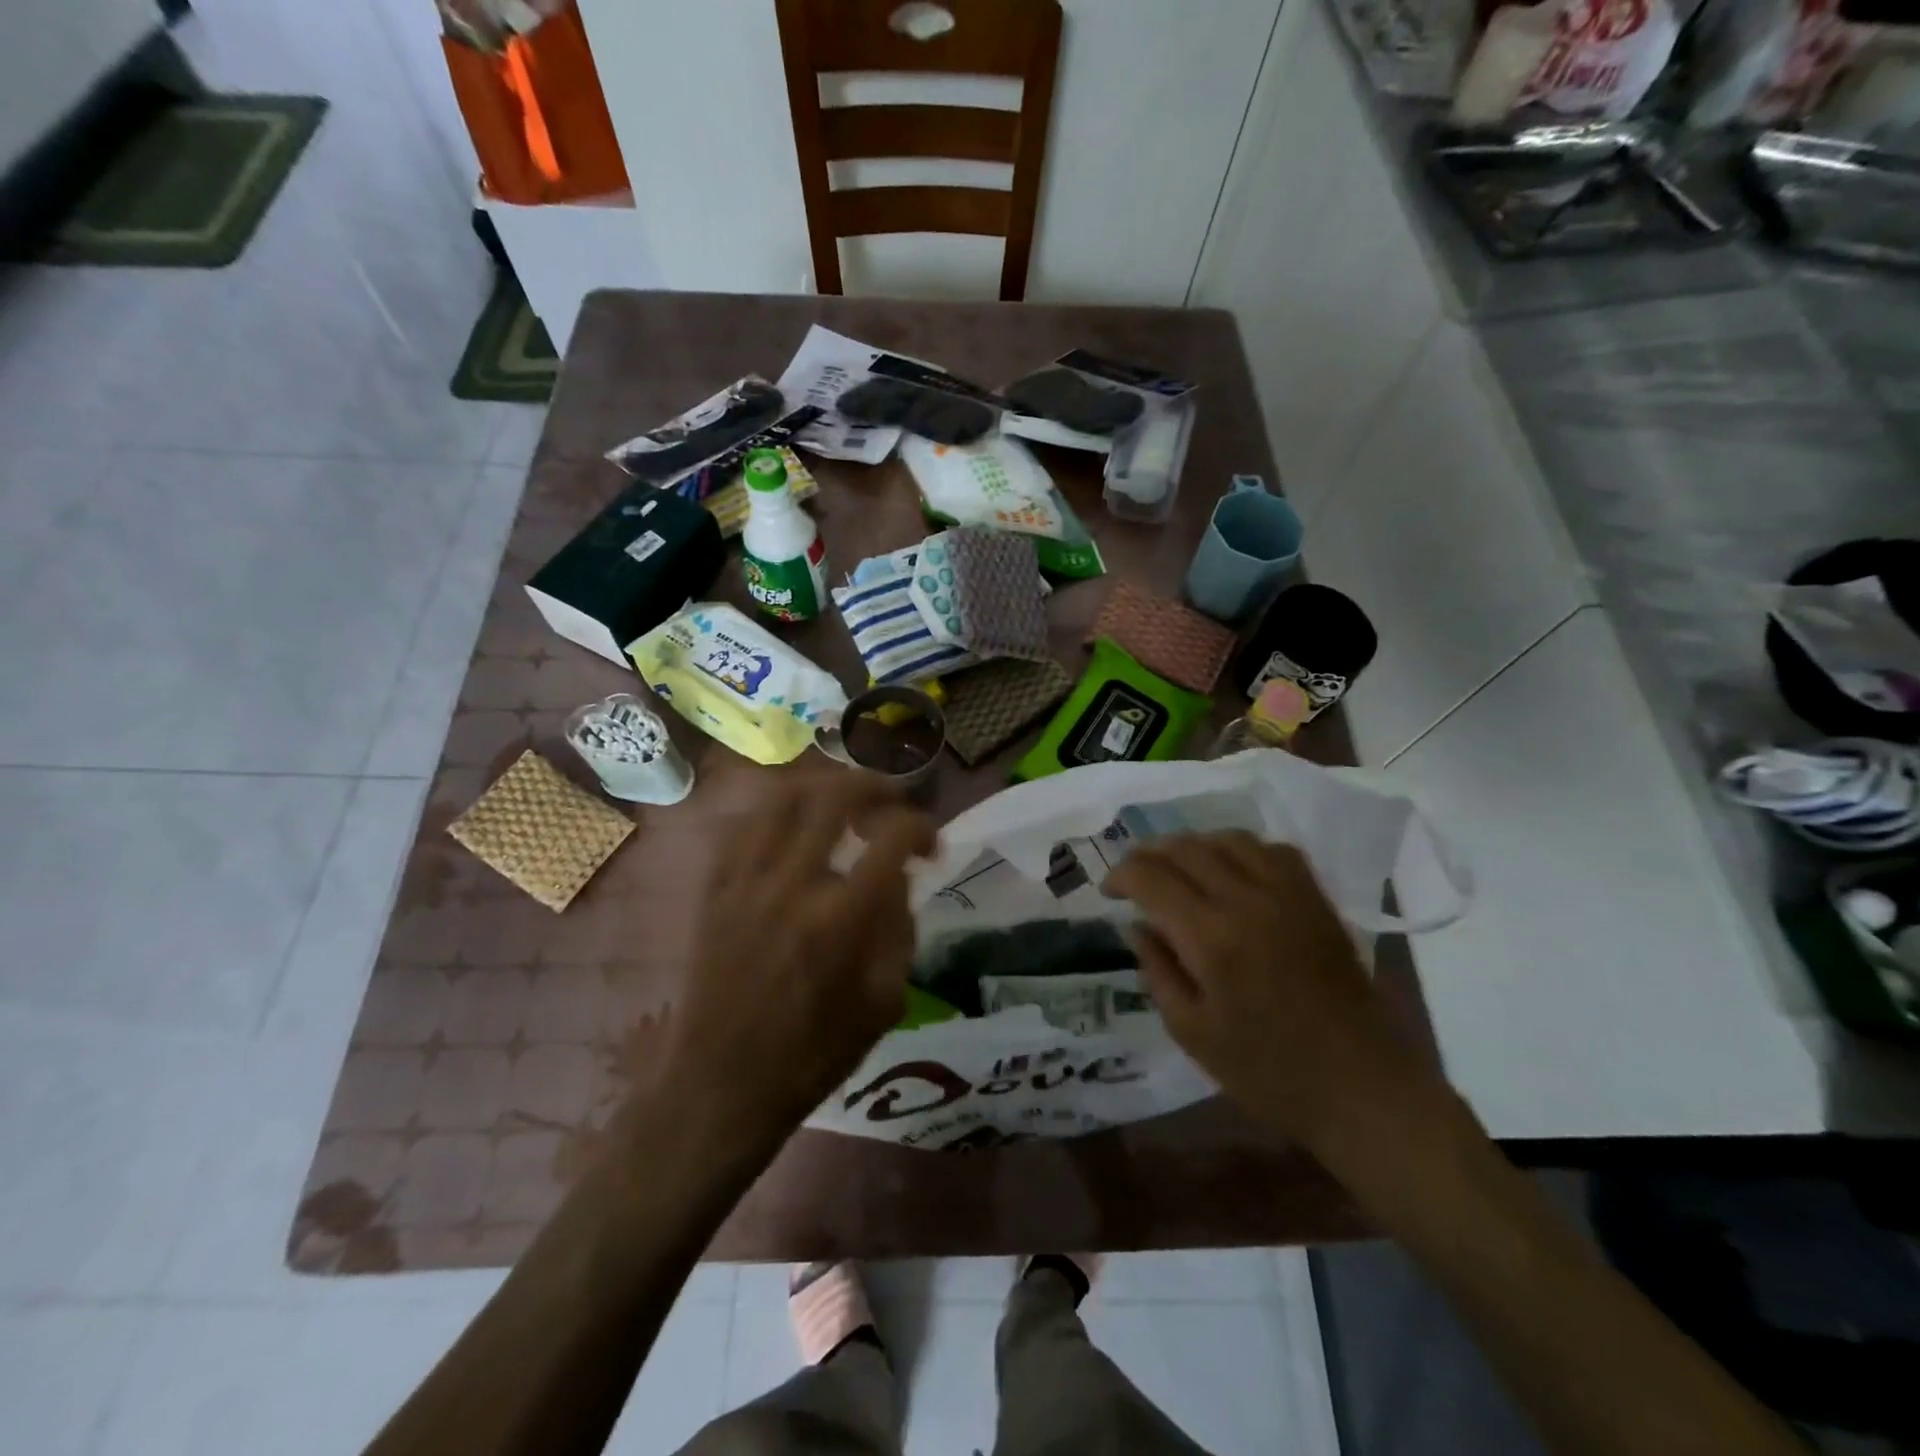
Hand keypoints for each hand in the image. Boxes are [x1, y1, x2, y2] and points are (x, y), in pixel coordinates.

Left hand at [666, 772, 935, 1141]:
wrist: (722, 1084)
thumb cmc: (813, 1054)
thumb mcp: (884, 1003)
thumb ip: (899, 928)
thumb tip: (897, 875)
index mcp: (840, 918)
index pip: (891, 837)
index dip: (922, 827)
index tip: (932, 845)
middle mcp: (791, 884)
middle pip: (834, 796)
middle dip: (875, 786)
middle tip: (893, 801)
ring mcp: (745, 880)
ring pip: (782, 797)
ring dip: (822, 786)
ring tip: (845, 798)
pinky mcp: (714, 888)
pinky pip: (744, 824)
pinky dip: (776, 811)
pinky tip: (793, 824)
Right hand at [1102, 832, 1427, 1154]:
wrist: (1361, 1087)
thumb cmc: (1267, 1071)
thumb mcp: (1191, 1031)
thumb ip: (1157, 970)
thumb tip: (1137, 925)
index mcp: (1211, 938)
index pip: (1151, 877)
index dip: (1120, 875)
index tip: (1108, 891)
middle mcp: (1247, 900)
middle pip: (1185, 848)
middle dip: (1148, 855)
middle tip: (1134, 877)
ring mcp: (1288, 894)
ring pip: (1227, 839)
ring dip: (1192, 846)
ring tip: (1177, 868)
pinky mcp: (1316, 899)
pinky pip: (1271, 850)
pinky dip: (1240, 850)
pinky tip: (1232, 872)